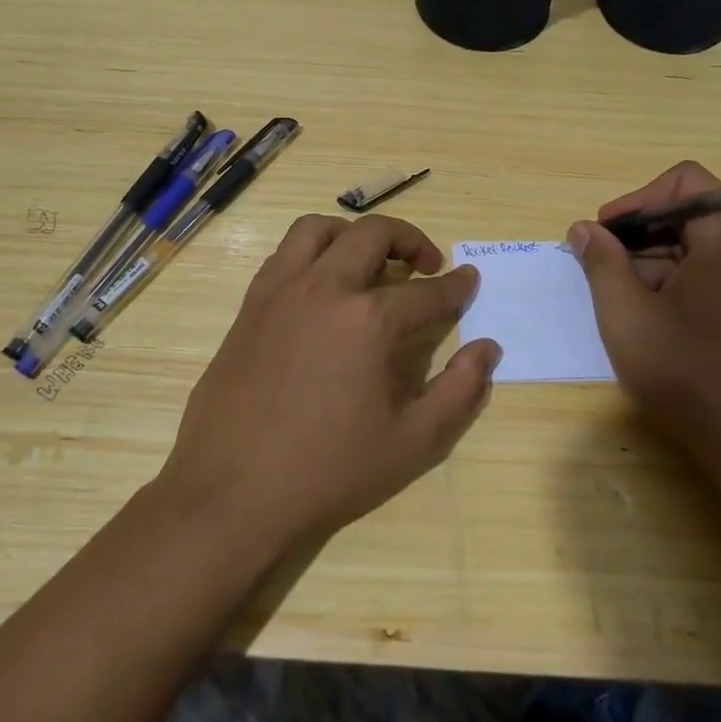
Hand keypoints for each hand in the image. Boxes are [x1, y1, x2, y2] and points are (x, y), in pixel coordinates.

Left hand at [158, 213, 501, 554]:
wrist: (232, 493)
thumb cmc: (328, 472)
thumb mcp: (413, 443)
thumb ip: (460, 391)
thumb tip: (488, 349)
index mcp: (369, 320)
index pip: (427, 291)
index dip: (456, 286)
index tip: (468, 280)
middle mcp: (325, 288)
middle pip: (373, 235)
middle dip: (410, 240)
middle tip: (426, 265)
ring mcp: (281, 291)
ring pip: (319, 229)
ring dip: (354, 234)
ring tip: (370, 262)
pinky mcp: (250, 304)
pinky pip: (284, 253)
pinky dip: (312, 252)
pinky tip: (322, 286)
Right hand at [568, 161, 720, 463]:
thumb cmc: (688, 374)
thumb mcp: (626, 315)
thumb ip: (601, 262)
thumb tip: (584, 229)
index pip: (685, 181)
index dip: (637, 199)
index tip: (605, 234)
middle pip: (691, 214)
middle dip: (640, 236)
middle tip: (602, 270)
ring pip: (701, 249)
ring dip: (655, 264)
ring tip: (622, 304)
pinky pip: (716, 276)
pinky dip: (679, 285)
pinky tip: (653, 322)